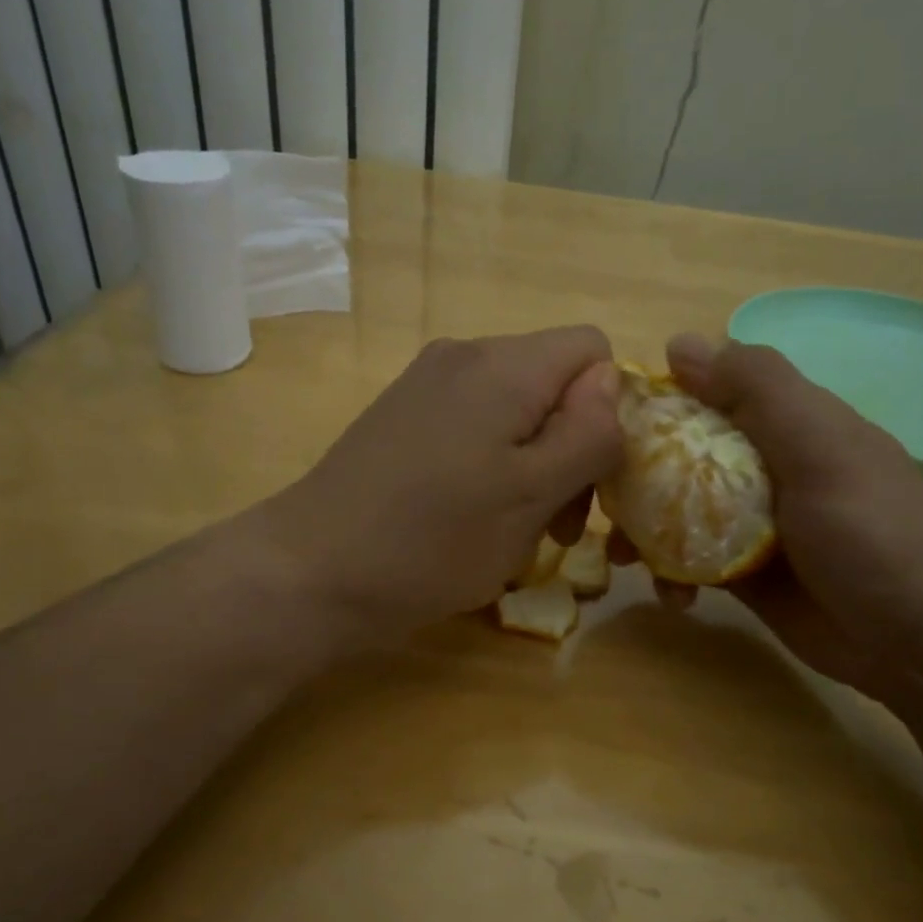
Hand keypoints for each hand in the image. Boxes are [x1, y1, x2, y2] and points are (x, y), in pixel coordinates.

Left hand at [255, 328, 622, 640]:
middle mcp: (463, 356)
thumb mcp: (533, 495)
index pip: (592, 349)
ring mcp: (425, 385)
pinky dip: (493, 466)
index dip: (609, 409)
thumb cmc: (434, 539)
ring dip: (534, 465)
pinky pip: (473, 425)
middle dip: (572, 447)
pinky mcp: (401, 417)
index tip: (593, 477)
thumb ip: (587, 433)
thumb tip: (611, 382)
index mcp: (503, 365)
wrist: (312, 572)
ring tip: (519, 530)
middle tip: (560, 525)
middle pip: (553, 381)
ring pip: (515, 409)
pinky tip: (472, 516)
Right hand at [639, 334, 922, 704]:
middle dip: (638, 479)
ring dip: (647, 533)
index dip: (657, 404)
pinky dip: (675, 578)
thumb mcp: (820, 446)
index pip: (708, 396)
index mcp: (787, 425)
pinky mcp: (747, 577)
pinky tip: (674, 599)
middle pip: (684, 458)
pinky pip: (693, 565)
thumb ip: (757, 388)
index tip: (606, 425)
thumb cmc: (873, 533)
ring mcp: (756, 526)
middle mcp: (767, 468)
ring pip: (681, 514)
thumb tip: (678, 343)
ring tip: (623, 558)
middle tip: (600, 500)